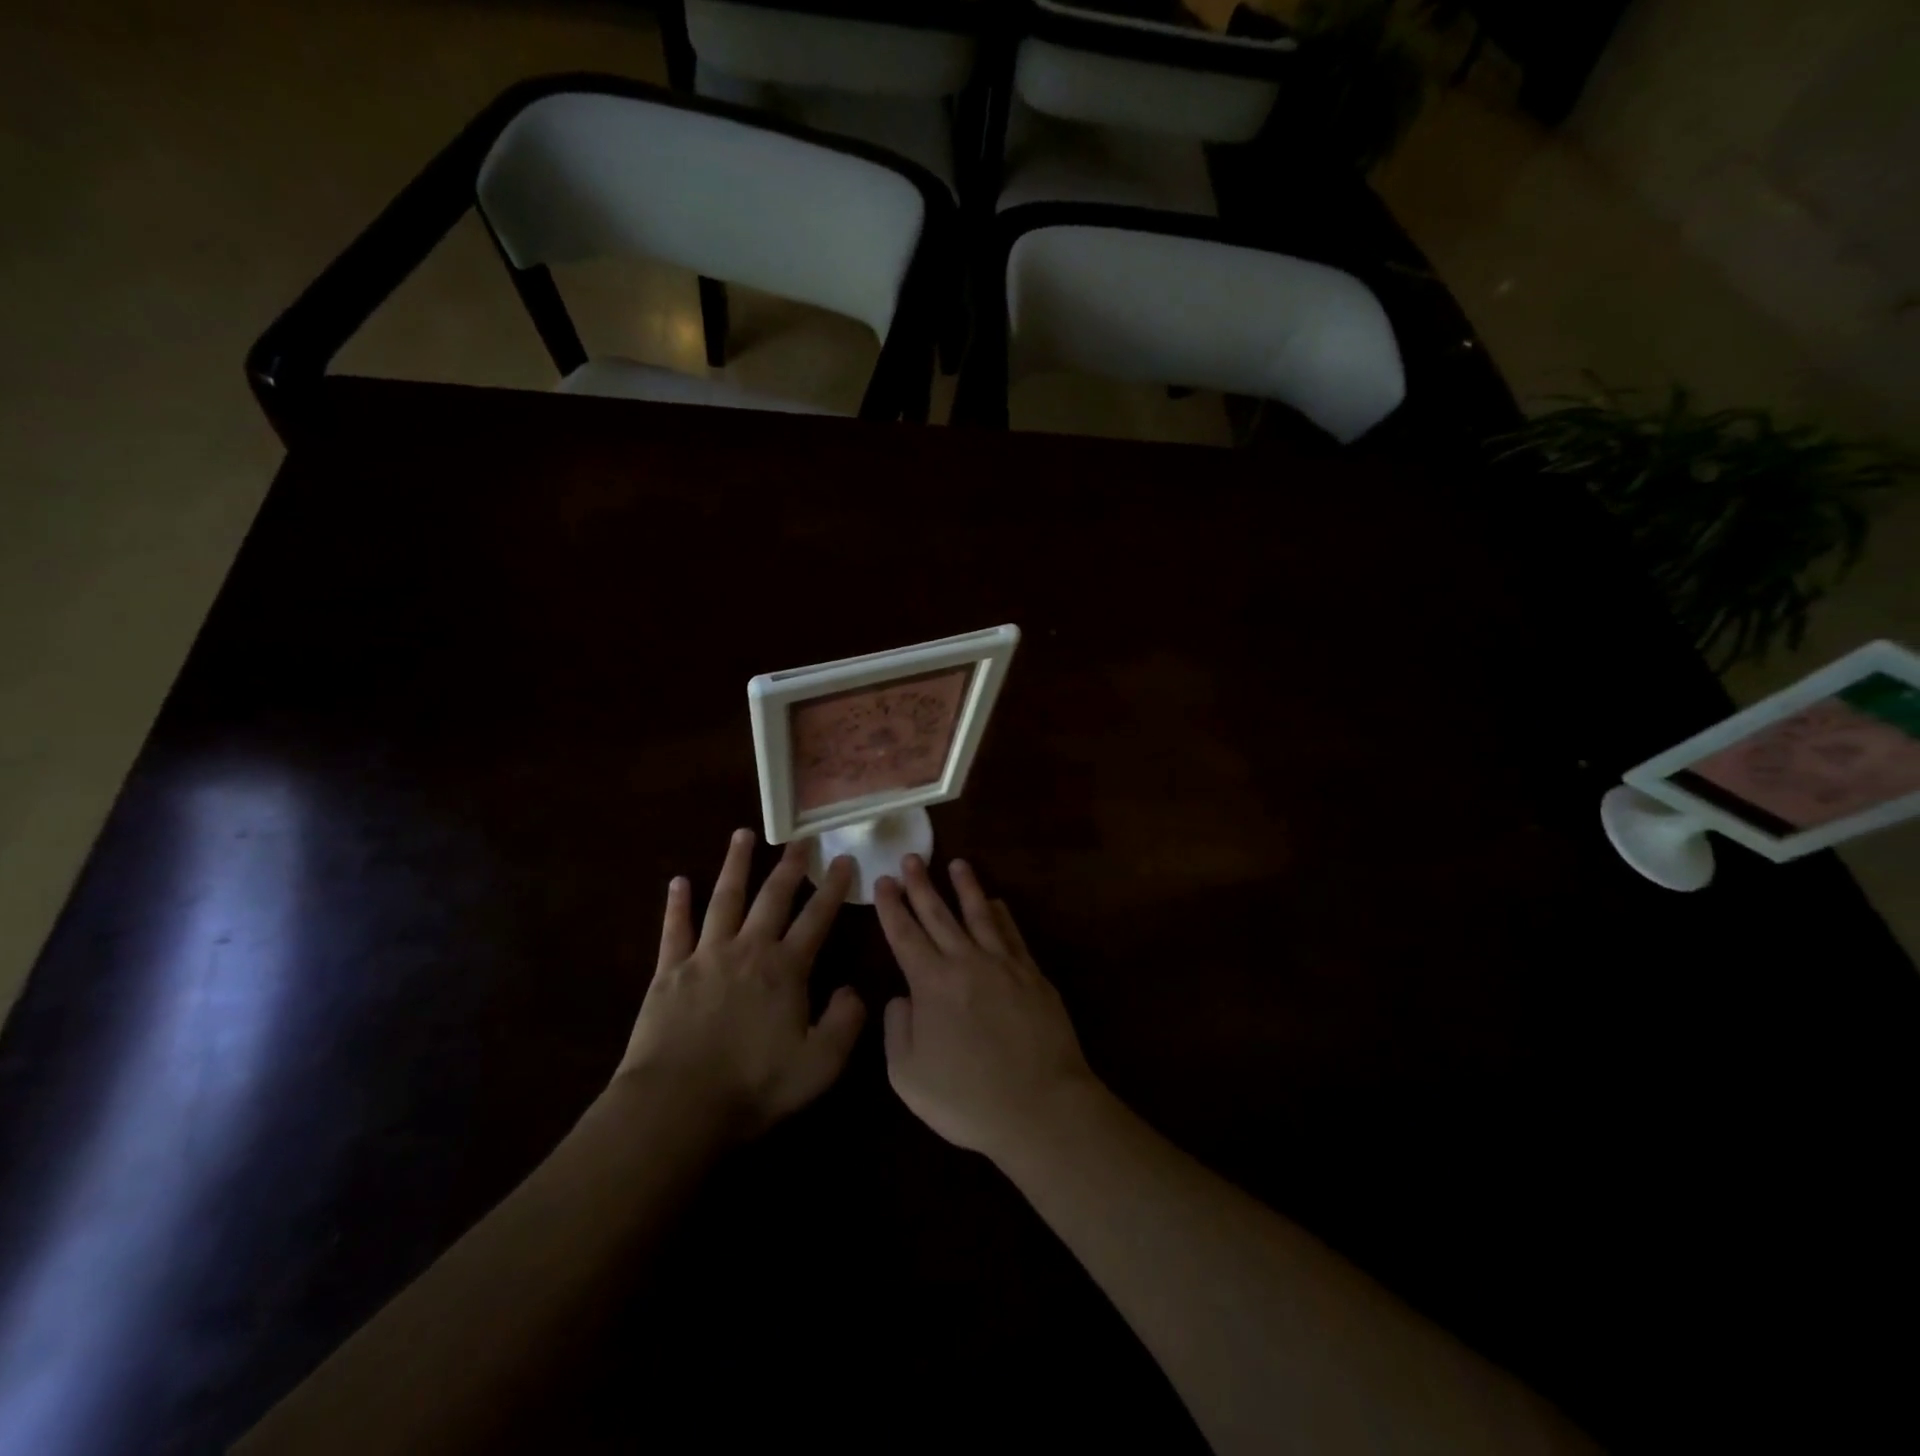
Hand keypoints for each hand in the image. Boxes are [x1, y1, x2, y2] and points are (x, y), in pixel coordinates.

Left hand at [616, 830, 862, 1141]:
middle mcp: (748, 950)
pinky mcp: (669, 971)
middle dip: (789, 866)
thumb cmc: (753, 1085)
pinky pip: (675, 929)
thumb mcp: (819, 1064)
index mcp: (785, 969)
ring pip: (724, 899)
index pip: (816, 918)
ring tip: (743, 834)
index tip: (843, 859)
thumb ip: (845, 1023)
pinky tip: (678, 881)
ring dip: (735, 865)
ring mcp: (705, 956)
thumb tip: (852, 990)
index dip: (833, 888)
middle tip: (800, 839)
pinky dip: (677, 904)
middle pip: (772, 897)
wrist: (677, 1104)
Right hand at [875, 855, 1100, 1163]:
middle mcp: (966, 961)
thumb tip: (901, 997)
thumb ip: (896, 1030)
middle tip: (911, 858)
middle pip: (939, 914)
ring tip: (956, 864)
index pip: (904, 934)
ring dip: (965, 886)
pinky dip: (1001, 914)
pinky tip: (996, 902)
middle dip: (921, 884)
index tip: (883, 880)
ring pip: (979, 913)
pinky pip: (1012, 933)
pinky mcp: (1032, 974)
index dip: (891, 906)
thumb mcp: (908, 1075)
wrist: (1040, 1106)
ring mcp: (1003, 964)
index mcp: (931, 982)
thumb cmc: (967, 1098)